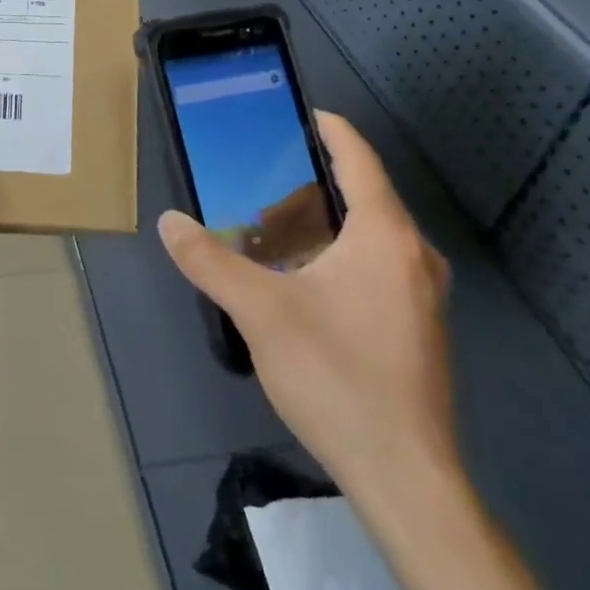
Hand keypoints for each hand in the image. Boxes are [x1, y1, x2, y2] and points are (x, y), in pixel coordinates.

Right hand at [157, 113, 457, 513]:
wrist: (405, 477)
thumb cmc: (337, 377)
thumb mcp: (260, 312)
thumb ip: (210, 260)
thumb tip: (169, 222)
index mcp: (385, 236)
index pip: (359, 159)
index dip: (329, 129)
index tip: (297, 112)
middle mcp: (413, 256)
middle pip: (360, 196)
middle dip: (306, 186)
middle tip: (255, 185)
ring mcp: (420, 294)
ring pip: (365, 236)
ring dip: (317, 226)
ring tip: (264, 234)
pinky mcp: (415, 326)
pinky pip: (372, 267)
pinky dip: (332, 257)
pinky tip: (294, 282)